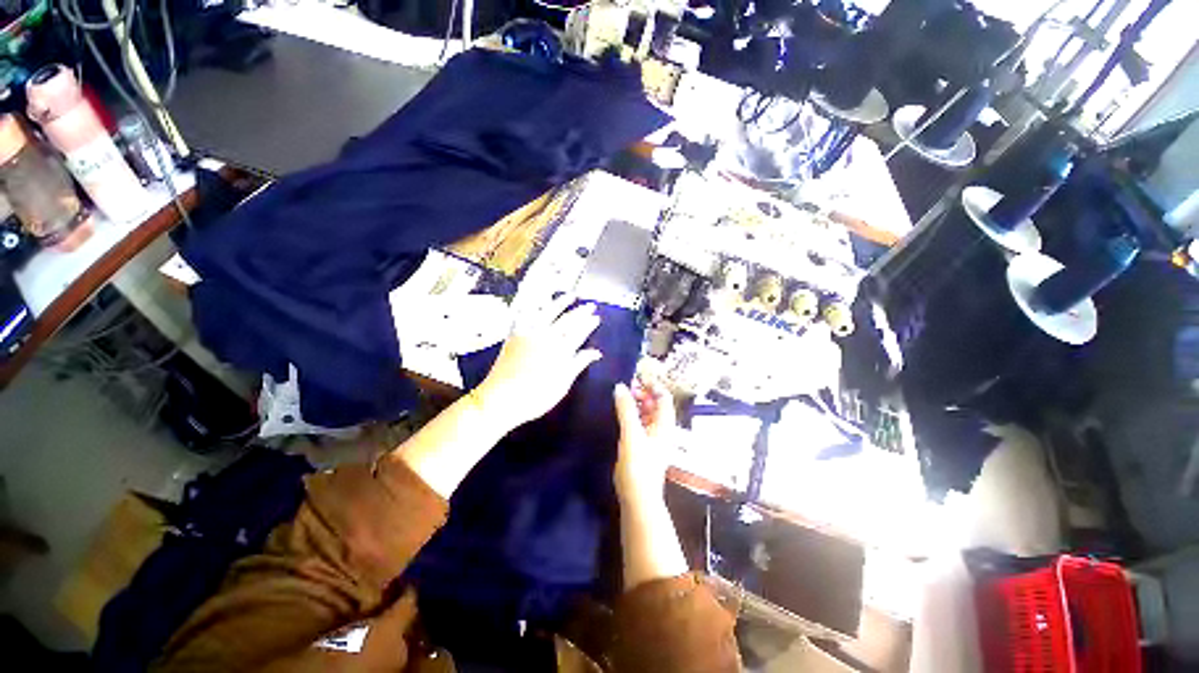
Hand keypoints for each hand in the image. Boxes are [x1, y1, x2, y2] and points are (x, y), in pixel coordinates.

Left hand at [472, 297, 602, 431]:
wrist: (501, 398)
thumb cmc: (537, 396)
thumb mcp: (563, 384)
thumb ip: (578, 364)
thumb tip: (596, 352)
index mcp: (560, 350)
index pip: (579, 332)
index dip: (588, 324)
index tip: (596, 317)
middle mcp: (546, 337)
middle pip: (567, 321)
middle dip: (580, 312)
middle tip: (590, 305)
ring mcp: (529, 334)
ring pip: (548, 313)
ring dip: (560, 303)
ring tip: (570, 295)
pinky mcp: (515, 336)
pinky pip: (525, 316)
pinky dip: (532, 308)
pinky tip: (537, 304)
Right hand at [613, 369, 676, 504]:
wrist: (638, 500)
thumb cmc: (638, 466)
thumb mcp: (631, 434)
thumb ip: (626, 409)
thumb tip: (621, 386)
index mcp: (664, 424)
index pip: (664, 397)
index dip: (652, 385)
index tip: (635, 379)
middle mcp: (662, 430)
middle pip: (656, 405)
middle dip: (642, 394)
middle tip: (624, 389)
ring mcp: (653, 440)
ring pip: (647, 415)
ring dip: (636, 405)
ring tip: (620, 399)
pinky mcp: (644, 449)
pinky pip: (640, 425)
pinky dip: (632, 417)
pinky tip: (619, 417)